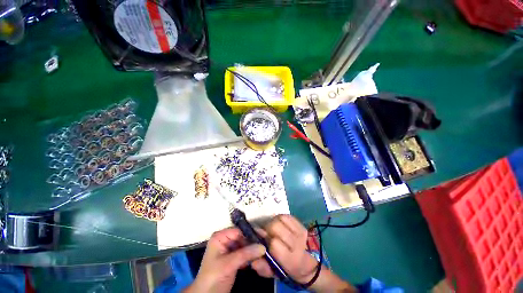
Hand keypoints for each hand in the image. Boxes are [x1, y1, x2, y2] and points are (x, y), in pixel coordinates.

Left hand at [184, 228, 265, 292]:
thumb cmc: (213, 277)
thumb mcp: (228, 264)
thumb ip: (245, 254)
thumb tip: (263, 246)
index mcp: (220, 237)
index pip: (239, 230)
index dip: (251, 232)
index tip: (264, 235)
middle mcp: (225, 240)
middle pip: (243, 237)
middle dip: (254, 242)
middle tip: (267, 243)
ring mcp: (230, 249)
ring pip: (245, 245)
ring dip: (254, 249)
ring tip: (265, 251)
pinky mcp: (234, 259)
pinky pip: (245, 254)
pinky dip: (252, 256)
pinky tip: (259, 259)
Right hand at [250, 215, 318, 283]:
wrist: (305, 265)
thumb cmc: (286, 269)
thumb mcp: (272, 273)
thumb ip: (262, 266)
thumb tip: (253, 258)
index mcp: (289, 259)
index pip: (273, 242)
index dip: (265, 238)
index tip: (261, 239)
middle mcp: (296, 244)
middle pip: (276, 226)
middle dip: (267, 227)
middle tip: (266, 232)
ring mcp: (301, 233)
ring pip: (281, 218)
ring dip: (274, 221)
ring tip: (273, 228)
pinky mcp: (302, 226)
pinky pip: (287, 215)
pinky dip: (281, 218)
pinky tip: (280, 224)